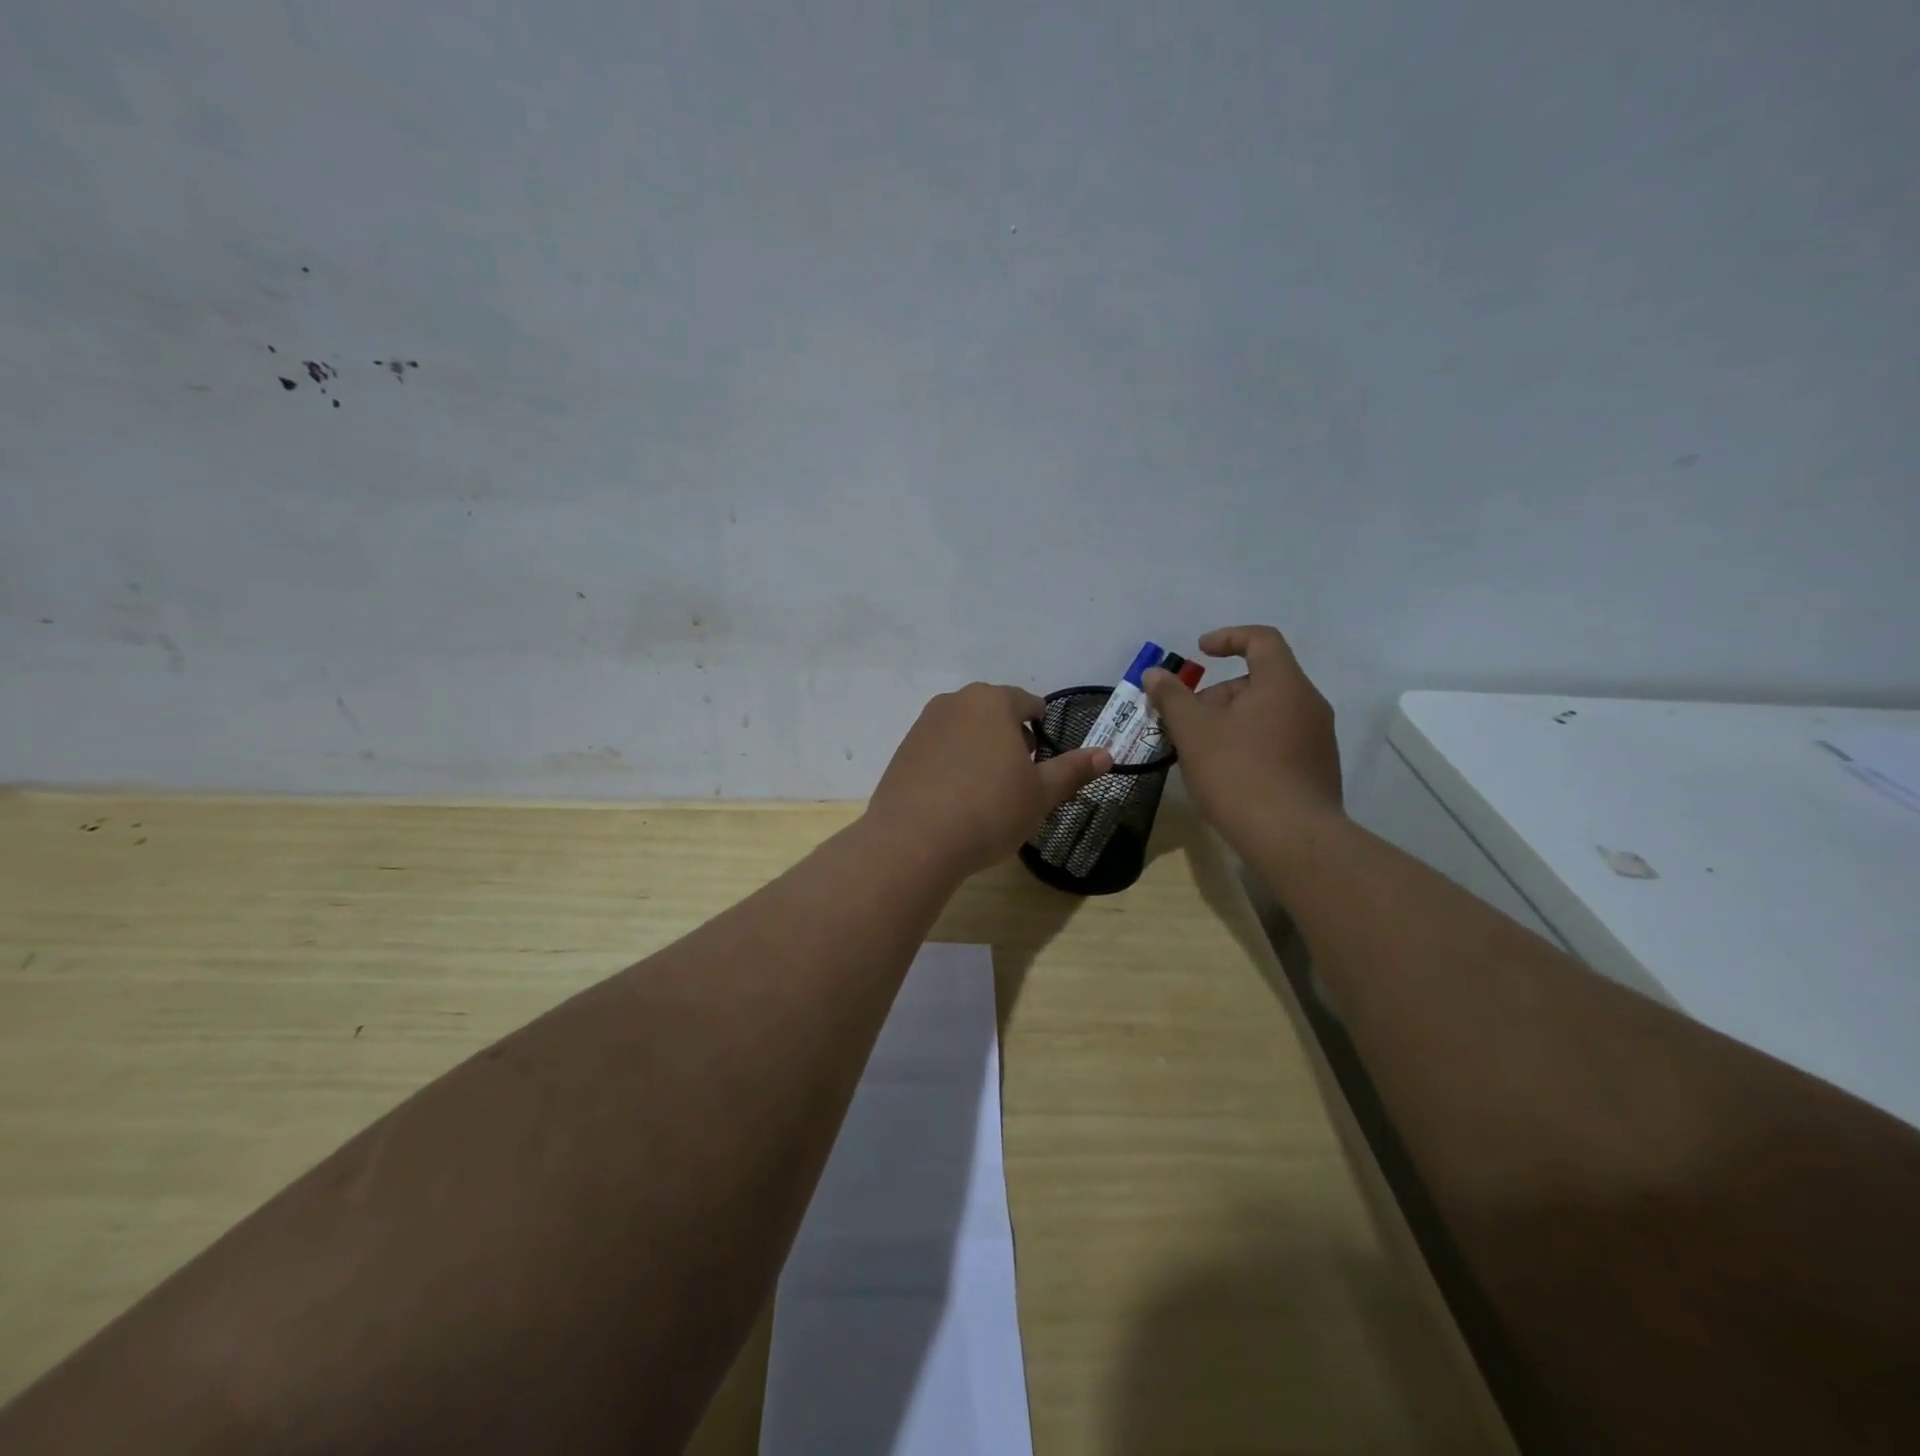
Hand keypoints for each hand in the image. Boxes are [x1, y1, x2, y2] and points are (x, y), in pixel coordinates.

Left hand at [866, 683, 1111, 877]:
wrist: (915, 841)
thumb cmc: (990, 810)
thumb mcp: (1041, 794)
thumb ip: (1073, 770)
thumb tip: (1106, 754)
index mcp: (993, 702)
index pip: (1028, 703)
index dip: (1042, 728)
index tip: (1043, 759)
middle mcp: (955, 702)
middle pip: (993, 713)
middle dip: (1010, 738)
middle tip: (1019, 778)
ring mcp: (924, 725)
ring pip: (964, 730)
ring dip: (980, 749)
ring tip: (987, 791)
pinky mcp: (903, 751)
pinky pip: (938, 749)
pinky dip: (952, 764)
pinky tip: (955, 799)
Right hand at [1142, 626, 1343, 855]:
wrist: (1292, 838)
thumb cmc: (1238, 773)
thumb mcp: (1193, 731)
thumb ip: (1172, 697)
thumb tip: (1156, 673)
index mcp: (1284, 684)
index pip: (1261, 639)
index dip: (1228, 638)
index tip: (1199, 652)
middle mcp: (1309, 704)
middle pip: (1259, 681)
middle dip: (1218, 695)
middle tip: (1186, 723)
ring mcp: (1318, 739)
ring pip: (1267, 713)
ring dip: (1231, 722)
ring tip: (1200, 752)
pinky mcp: (1318, 769)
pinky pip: (1279, 740)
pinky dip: (1250, 744)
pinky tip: (1227, 774)